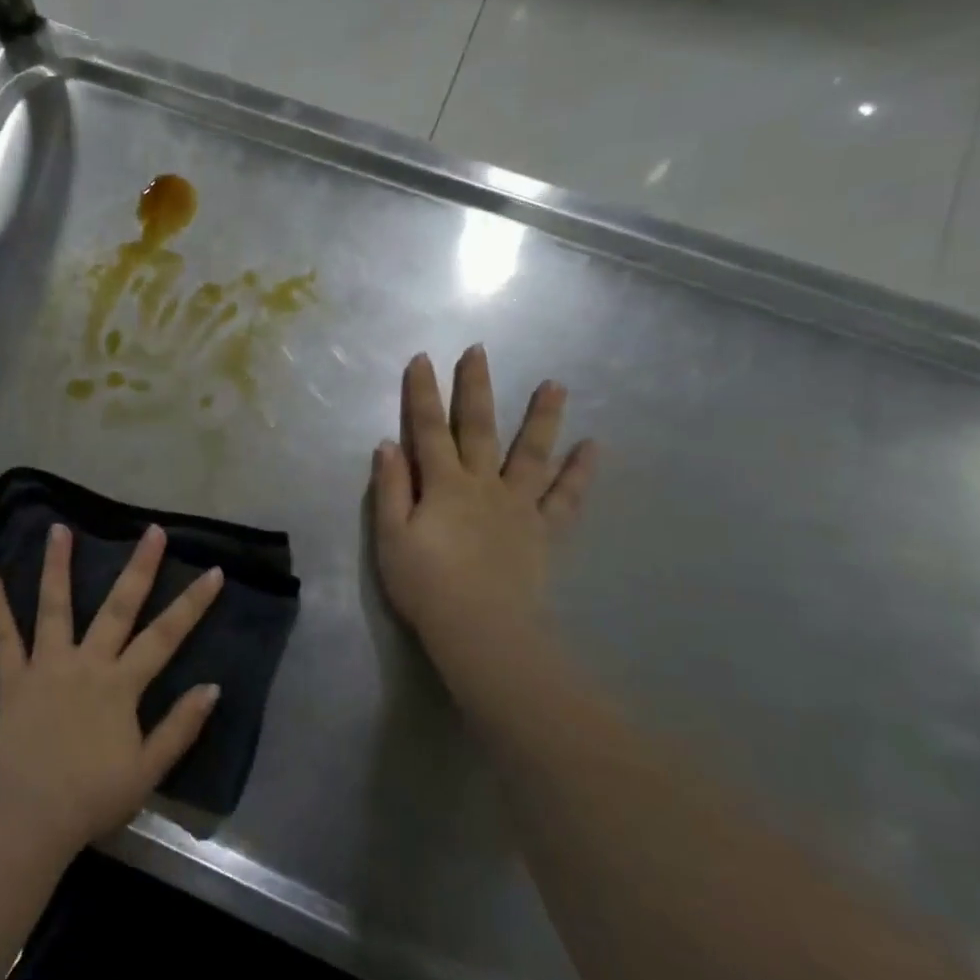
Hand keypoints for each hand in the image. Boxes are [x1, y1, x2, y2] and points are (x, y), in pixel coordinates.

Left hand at [0, 523, 224, 855]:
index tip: (212, 571)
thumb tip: (212, 687)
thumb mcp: (149, 770)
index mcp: (121, 685)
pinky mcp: (13, 678)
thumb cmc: (94, 797)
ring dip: (57, 566)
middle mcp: (86, 663)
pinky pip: (2, 637)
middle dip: (139, 567)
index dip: (192, 603)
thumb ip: (180, 727)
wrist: (32, 819)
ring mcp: (46, 666)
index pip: (166, 636)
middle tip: (152, 531)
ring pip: (54, 608)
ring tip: (59, 528)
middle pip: (118, 608)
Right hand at [371, 348, 596, 673]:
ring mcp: (519, 506)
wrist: (481, 629)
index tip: (422, 359)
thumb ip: (390, 489)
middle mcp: (484, 484)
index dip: (422, 394)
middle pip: (479, 428)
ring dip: (542, 417)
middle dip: (476, 388)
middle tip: (480, 351)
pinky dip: (580, 472)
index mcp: (443, 485)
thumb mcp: (391, 537)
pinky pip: (566, 497)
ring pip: (532, 453)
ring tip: (556, 384)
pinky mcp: (543, 531)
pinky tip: (593, 447)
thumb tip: (387, 445)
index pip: (428, 430)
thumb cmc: (426, 585)